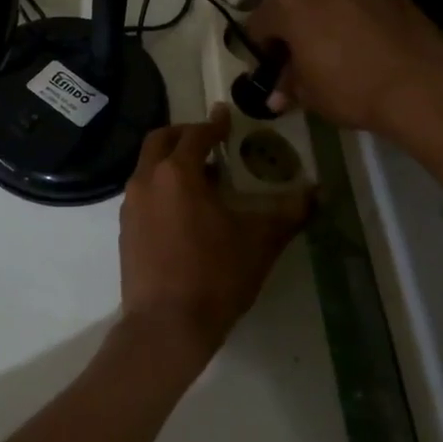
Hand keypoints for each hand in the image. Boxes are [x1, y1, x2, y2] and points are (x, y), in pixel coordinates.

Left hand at [118, 108, 310, 361]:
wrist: (166, 325)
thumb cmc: (215, 276)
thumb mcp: (260, 242)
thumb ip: (290, 212)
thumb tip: (319, 192)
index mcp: (177, 173)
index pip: (195, 135)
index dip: (214, 124)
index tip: (226, 116)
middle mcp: (146, 180)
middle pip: (161, 140)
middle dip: (184, 134)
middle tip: (209, 140)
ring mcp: (130, 204)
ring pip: (148, 166)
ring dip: (171, 161)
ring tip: (203, 178)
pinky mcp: (124, 228)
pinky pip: (143, 192)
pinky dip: (161, 186)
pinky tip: (184, 210)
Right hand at [244, 0, 442, 153]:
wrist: (422, 86)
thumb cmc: (352, 89)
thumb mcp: (310, 95)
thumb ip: (289, 86)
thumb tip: (277, 96)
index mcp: (288, 4)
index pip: (259, 24)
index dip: (263, 48)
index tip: (274, 68)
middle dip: (293, 20)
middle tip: (304, 49)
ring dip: (324, 0)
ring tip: (334, 32)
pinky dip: (356, 2)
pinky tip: (366, 30)